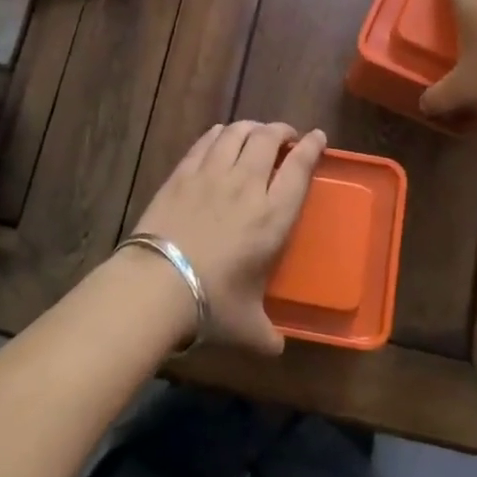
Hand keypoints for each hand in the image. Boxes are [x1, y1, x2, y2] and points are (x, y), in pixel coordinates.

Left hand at [132, 121, 327, 353]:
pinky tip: (220, 136)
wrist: (159, 283)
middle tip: (285, 135)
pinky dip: (219, 134)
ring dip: (251, 127)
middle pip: (268, 139)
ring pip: (237, 133)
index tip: (318, 137)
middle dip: (281, 131)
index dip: (312, 147)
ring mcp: (212, 174)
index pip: (299, 168)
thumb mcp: (248, 326)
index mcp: (273, 216)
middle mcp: (247, 185)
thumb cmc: (213, 303)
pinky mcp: (182, 174)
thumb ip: (267, 335)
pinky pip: (206, 142)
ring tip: (255, 131)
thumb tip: (276, 350)